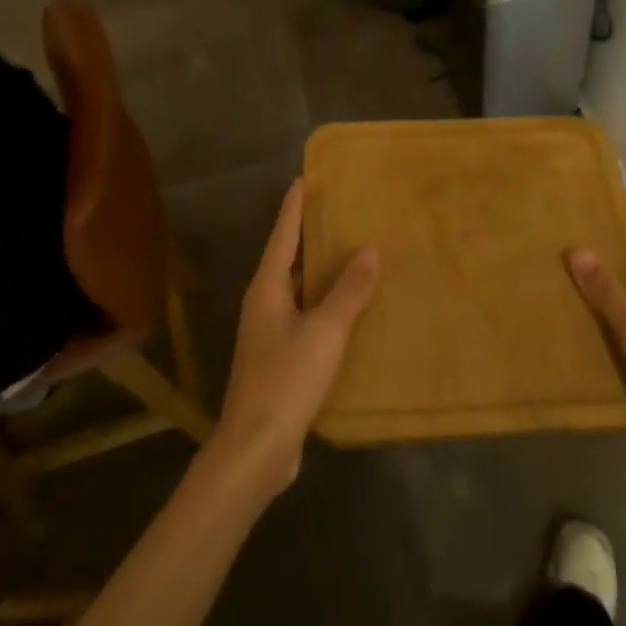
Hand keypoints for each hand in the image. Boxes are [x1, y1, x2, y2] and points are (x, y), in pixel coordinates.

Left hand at [208, 179, 379, 498]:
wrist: (256, 447)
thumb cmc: (287, 380)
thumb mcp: (324, 331)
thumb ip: (348, 290)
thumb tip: (368, 249)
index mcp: (267, 289)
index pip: (283, 235)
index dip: (295, 207)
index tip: (306, 178)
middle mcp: (264, 304)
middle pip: (289, 259)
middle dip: (312, 234)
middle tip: (342, 210)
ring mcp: (271, 333)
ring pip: (300, 290)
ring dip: (322, 272)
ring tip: (354, 253)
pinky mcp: (282, 358)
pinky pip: (308, 317)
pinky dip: (328, 304)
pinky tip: (352, 309)